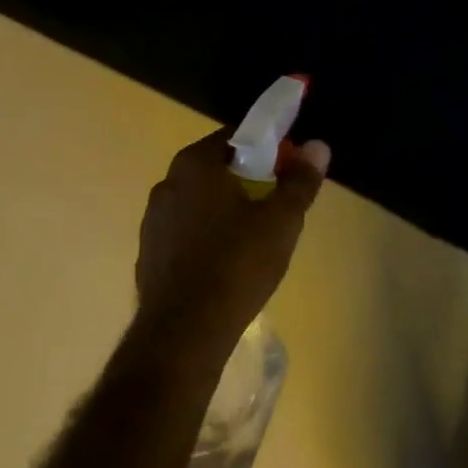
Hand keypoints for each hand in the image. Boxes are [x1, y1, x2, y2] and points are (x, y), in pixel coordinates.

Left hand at [133, 128, 330, 350]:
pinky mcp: (149, 253)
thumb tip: (318, 146)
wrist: (184, 332)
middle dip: (250, 178)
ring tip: (257, 237)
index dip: (269, 147)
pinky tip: (228, 263)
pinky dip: (209, 236)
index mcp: (196, 164)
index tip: (290, 168)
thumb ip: (300, 180)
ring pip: (201, 201)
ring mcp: (153, 220)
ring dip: (228, 208)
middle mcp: (168, 183)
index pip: (237, 136)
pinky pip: (187, 231)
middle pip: (218, 167)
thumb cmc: (237, 264)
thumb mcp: (282, 220)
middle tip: (279, 203)